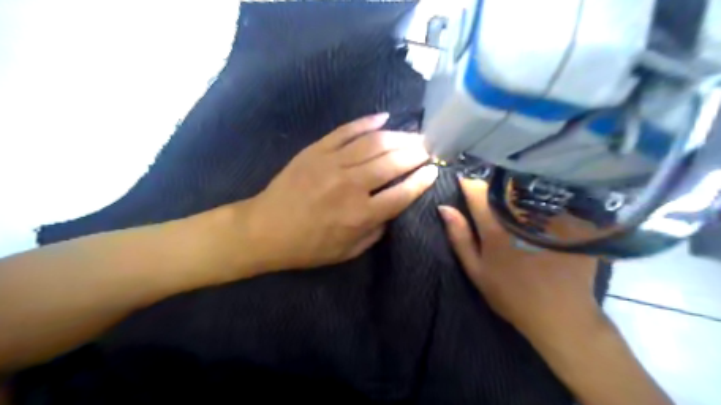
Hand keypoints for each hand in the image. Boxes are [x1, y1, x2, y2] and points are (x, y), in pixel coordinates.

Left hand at [245, 112, 436, 272]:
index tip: (434, 170)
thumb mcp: (347, 251)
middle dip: (416, 152)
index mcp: (361, 215)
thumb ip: (375, 231)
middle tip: (429, 147)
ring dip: (399, 136)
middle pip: (393, 162)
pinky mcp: (316, 150)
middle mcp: (351, 185)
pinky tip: (384, 117)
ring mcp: (333, 163)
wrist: (265, 230)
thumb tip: (392, 209)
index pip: (402, 193)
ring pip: (374, 143)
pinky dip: (367, 122)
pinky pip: (346, 131)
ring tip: (413, 135)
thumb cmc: (307, 247)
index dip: (422, 179)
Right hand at [439, 176, 603, 341]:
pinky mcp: (571, 222)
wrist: (560, 315)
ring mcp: (549, 217)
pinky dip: (540, 197)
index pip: (477, 190)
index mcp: (495, 228)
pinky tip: (539, 204)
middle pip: (503, 185)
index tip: (463, 181)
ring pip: (527, 188)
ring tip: (511, 191)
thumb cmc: (511, 294)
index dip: (468, 183)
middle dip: (492, 183)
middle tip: (488, 189)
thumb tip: (444, 207)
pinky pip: (552, 198)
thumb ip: (459, 237)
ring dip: (516, 187)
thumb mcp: (476, 270)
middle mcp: (522, 217)